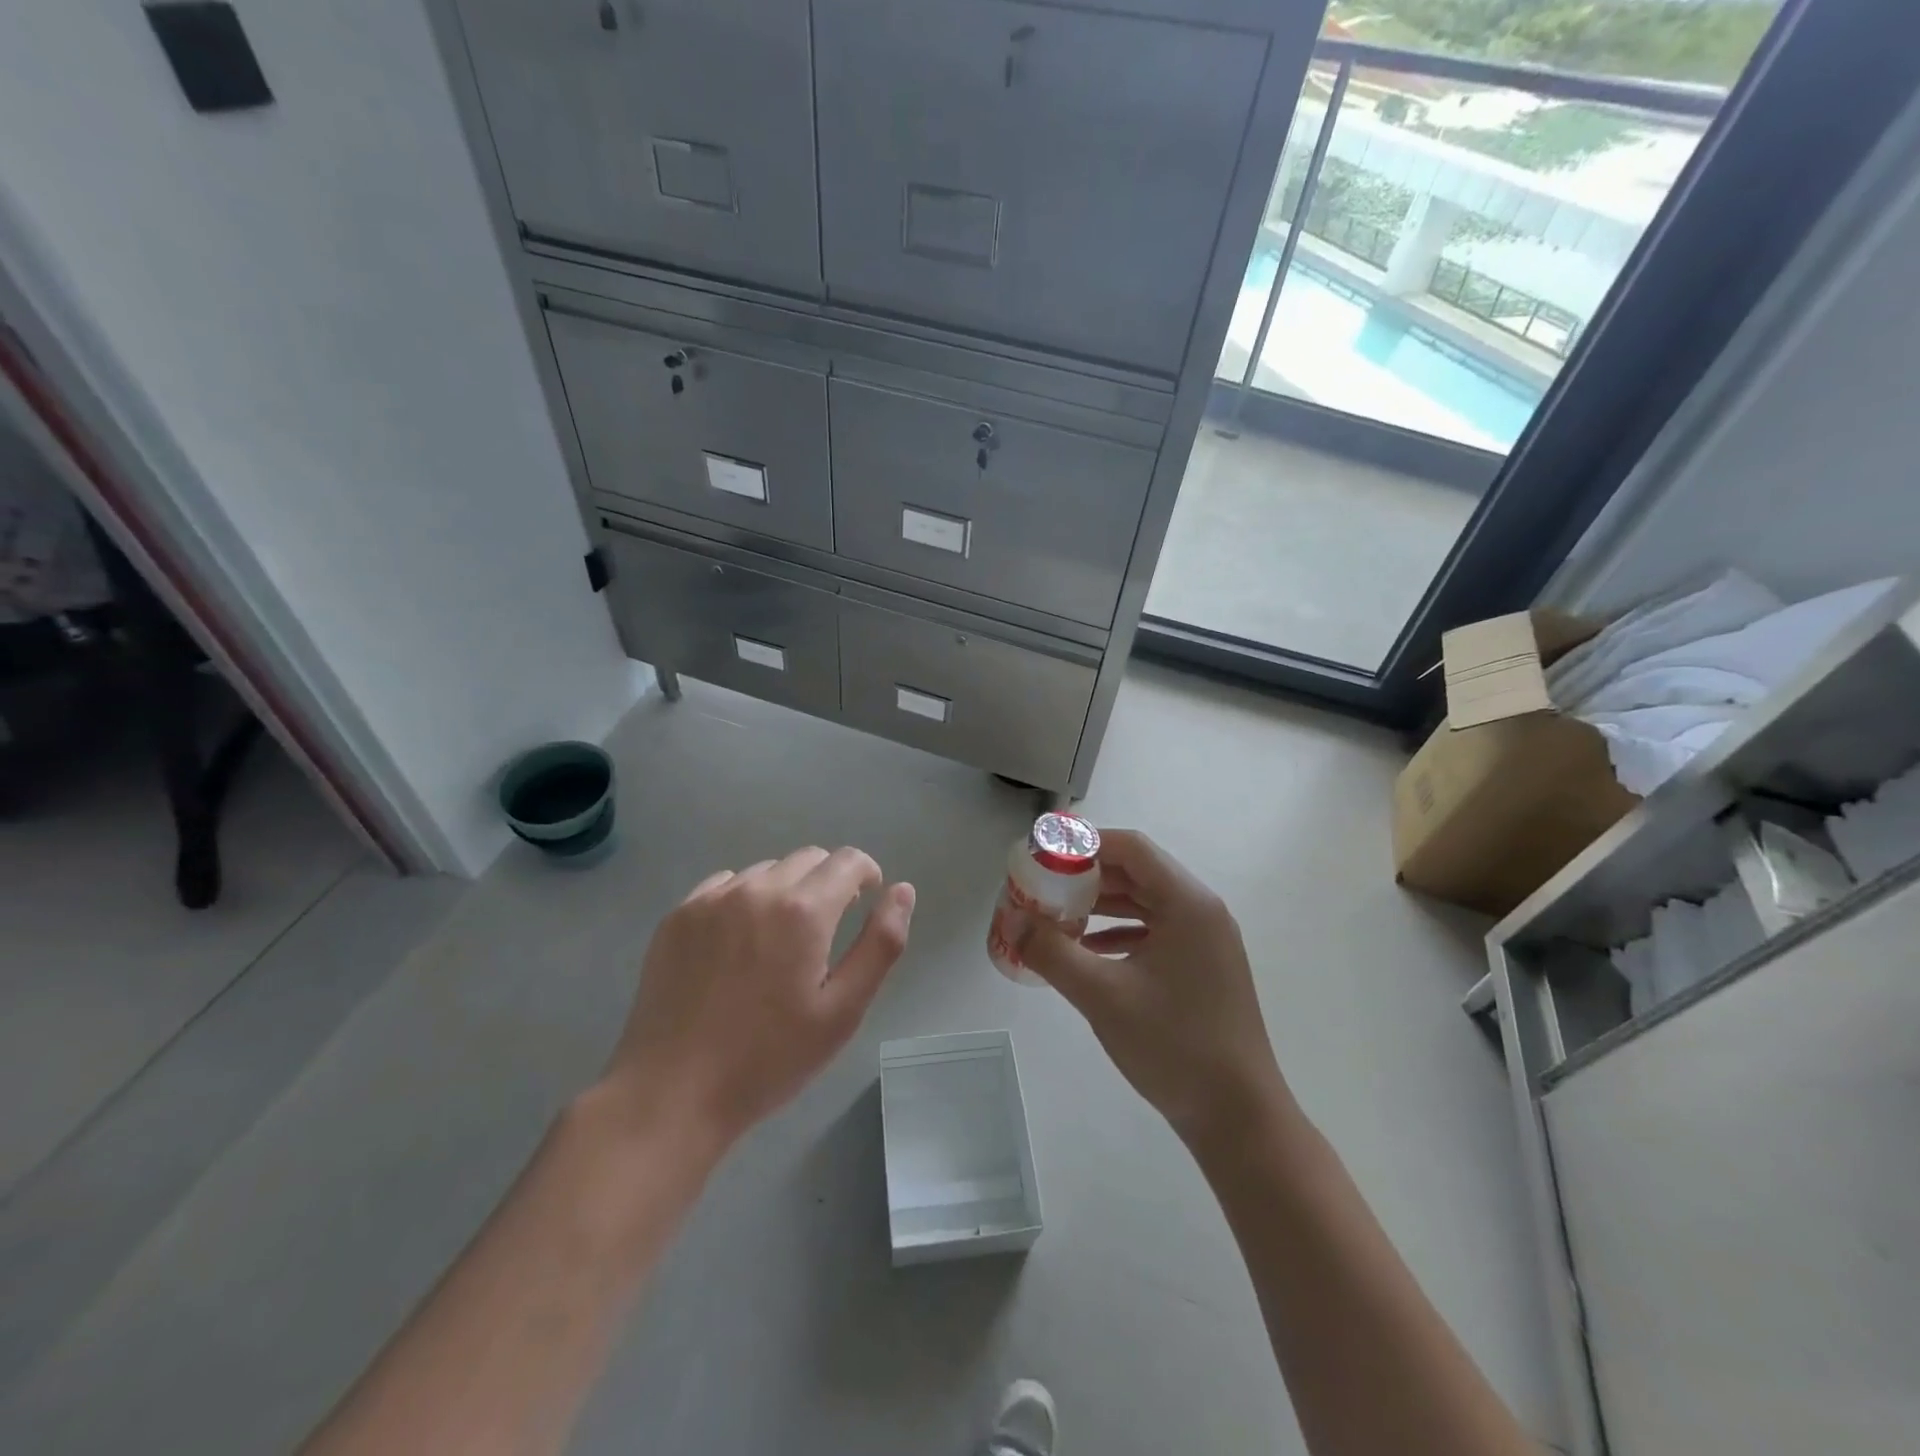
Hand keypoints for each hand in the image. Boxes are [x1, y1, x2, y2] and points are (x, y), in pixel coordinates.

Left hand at [603, 847, 914, 1148]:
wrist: (672, 1093)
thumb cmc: (769, 1058)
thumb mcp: (843, 1010)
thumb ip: (881, 944)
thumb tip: (902, 891)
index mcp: (802, 911)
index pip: (847, 861)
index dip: (866, 875)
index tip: (865, 901)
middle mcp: (757, 889)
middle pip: (808, 858)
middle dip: (828, 881)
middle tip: (825, 930)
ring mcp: (711, 899)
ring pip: (766, 871)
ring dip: (785, 890)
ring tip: (778, 941)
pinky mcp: (678, 915)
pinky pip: (724, 885)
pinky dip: (744, 899)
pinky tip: (737, 944)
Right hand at [1020, 829, 1287, 1147]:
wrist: (1239, 1118)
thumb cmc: (1174, 1046)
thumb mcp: (1102, 995)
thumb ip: (1052, 952)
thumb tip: (1013, 920)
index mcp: (1188, 903)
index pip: (1131, 847)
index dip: (1085, 844)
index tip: (1043, 856)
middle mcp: (1201, 911)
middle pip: (1137, 872)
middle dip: (1086, 878)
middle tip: (1041, 889)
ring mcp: (1205, 940)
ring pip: (1144, 903)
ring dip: (1100, 906)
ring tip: (1054, 917)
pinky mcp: (1201, 967)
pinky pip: (1154, 931)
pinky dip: (1118, 933)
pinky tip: (1086, 952)